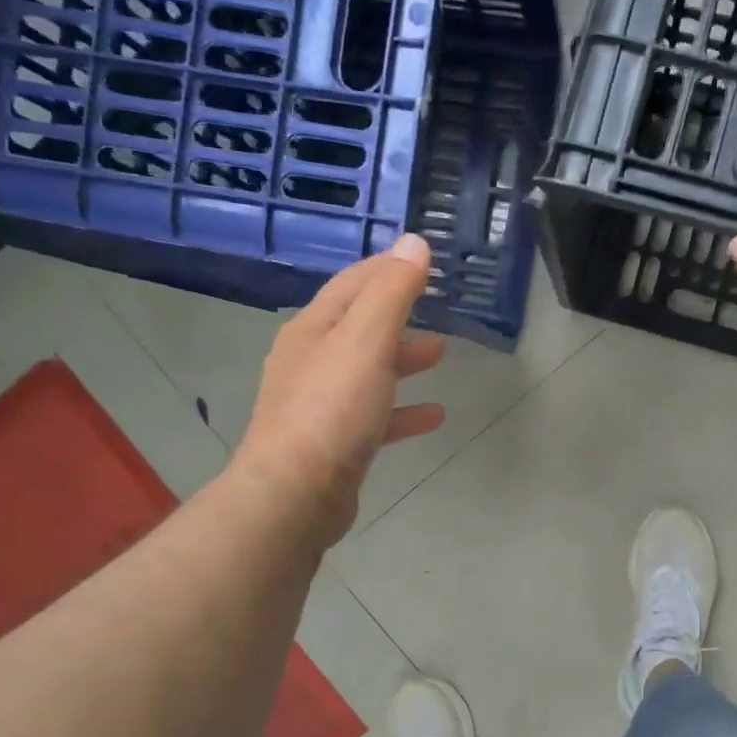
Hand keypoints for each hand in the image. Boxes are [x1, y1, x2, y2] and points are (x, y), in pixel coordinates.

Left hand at [235, 234, 447, 546]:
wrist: (296, 493)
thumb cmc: (332, 409)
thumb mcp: (366, 341)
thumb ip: (391, 292)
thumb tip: (413, 243)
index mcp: (313, 329)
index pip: (353, 283)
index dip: (388, 268)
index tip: (422, 261)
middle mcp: (310, 361)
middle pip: (359, 326)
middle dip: (398, 314)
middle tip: (436, 308)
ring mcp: (319, 404)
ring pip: (368, 370)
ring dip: (403, 359)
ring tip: (440, 355)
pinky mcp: (334, 443)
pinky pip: (375, 415)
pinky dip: (403, 409)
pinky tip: (433, 415)